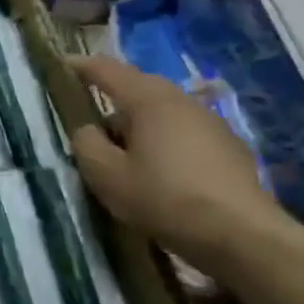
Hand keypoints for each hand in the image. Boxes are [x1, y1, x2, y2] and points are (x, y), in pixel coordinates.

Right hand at [68, 55, 287, 269]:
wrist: (244, 237)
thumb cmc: (165, 199)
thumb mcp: (106, 175)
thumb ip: (86, 144)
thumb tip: (87, 130)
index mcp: (148, 100)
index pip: (106, 69)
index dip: (79, 66)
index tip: (60, 66)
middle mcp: (181, 101)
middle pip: (138, 87)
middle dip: (111, 97)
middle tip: (89, 120)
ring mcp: (211, 123)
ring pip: (163, 111)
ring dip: (139, 123)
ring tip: (123, 152)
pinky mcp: (230, 148)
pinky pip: (184, 132)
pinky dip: (164, 141)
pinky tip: (160, 171)